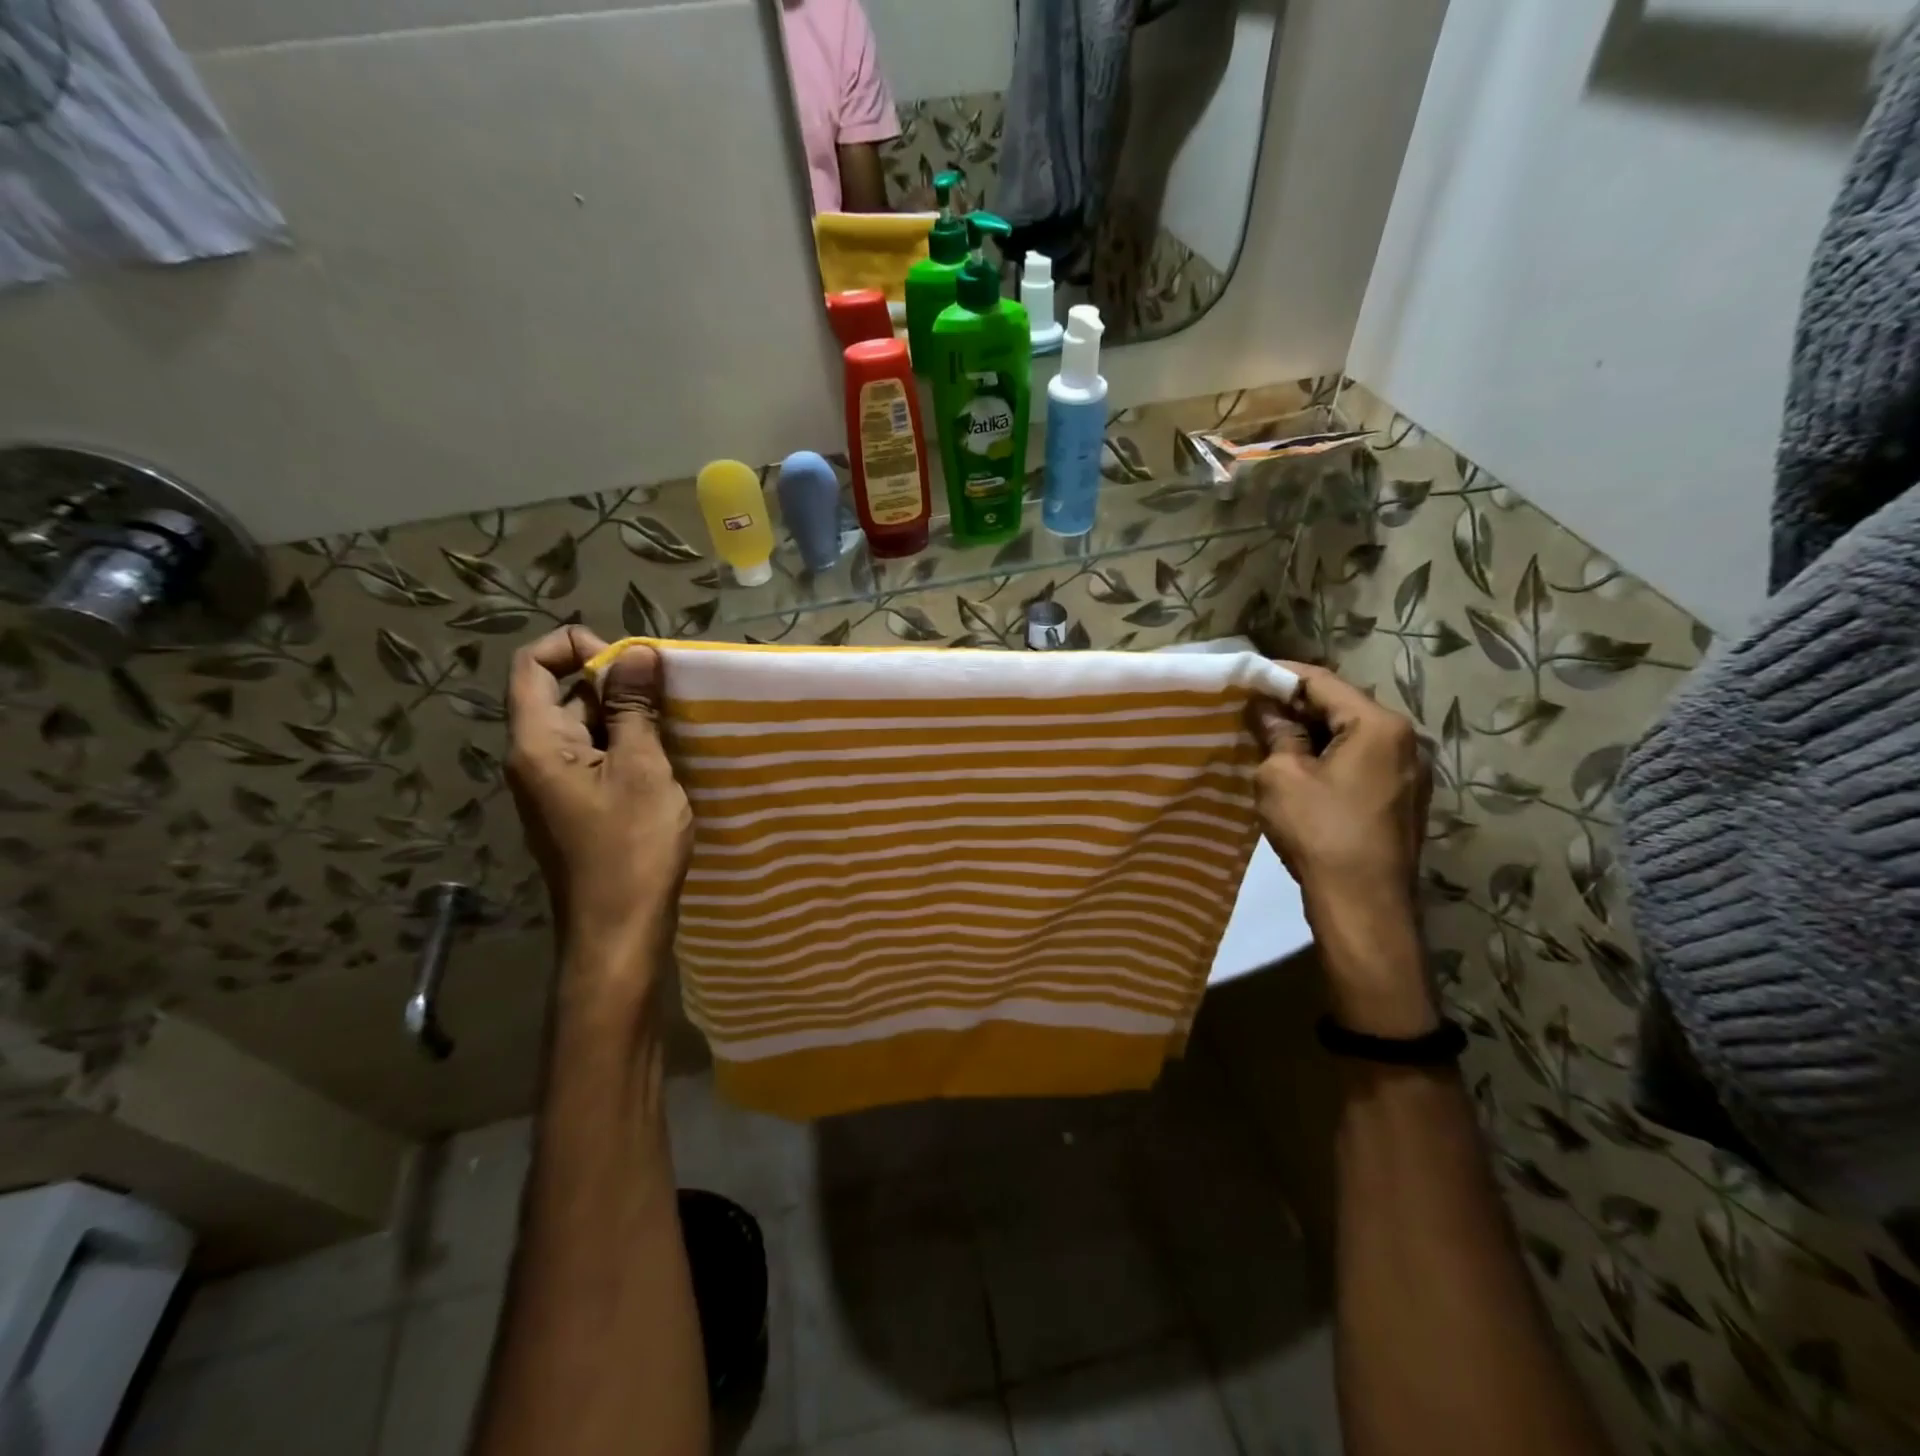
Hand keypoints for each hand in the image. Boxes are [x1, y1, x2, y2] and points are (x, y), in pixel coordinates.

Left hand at [506, 627, 692, 985]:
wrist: (618, 931)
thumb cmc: (630, 849)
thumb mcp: (642, 770)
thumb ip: (633, 709)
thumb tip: (635, 652)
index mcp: (536, 743)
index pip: (532, 665)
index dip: (576, 647)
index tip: (630, 662)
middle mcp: (533, 759)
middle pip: (559, 694)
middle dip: (611, 682)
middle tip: (665, 693)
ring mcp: (552, 786)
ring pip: (581, 727)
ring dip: (623, 716)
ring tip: (672, 723)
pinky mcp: (573, 807)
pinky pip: (593, 757)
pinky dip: (624, 745)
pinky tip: (664, 757)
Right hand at [1250, 662, 1435, 1035]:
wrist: (1363, 906)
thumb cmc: (1319, 832)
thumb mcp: (1281, 776)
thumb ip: (1276, 734)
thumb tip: (1267, 710)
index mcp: (1378, 725)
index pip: (1322, 681)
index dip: (1280, 675)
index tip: (1245, 677)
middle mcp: (1404, 740)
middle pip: (1341, 706)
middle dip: (1295, 705)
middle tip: (1252, 709)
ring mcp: (1408, 772)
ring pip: (1351, 736)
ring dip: (1311, 733)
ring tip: (1268, 737)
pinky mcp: (1401, 800)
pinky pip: (1360, 762)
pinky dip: (1328, 757)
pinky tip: (1297, 769)